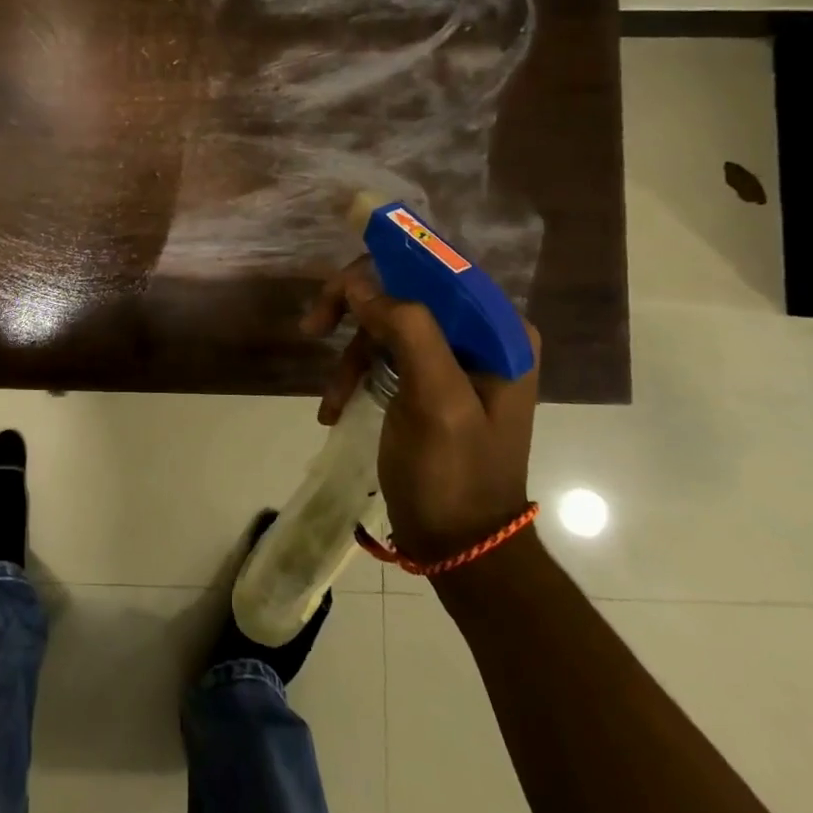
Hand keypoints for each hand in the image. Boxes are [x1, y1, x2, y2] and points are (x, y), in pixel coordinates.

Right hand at [302, 256, 540, 559]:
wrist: (459, 547)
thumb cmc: (453, 473)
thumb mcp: (436, 400)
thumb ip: (407, 330)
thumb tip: (361, 284)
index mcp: (499, 332)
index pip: (439, 270)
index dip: (384, 265)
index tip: (335, 285)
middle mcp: (481, 336)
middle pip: (406, 293)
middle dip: (357, 309)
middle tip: (313, 324)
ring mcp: (453, 360)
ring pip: (386, 324)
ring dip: (350, 354)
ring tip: (331, 397)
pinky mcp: (428, 383)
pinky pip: (382, 356)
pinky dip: (354, 377)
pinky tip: (335, 408)